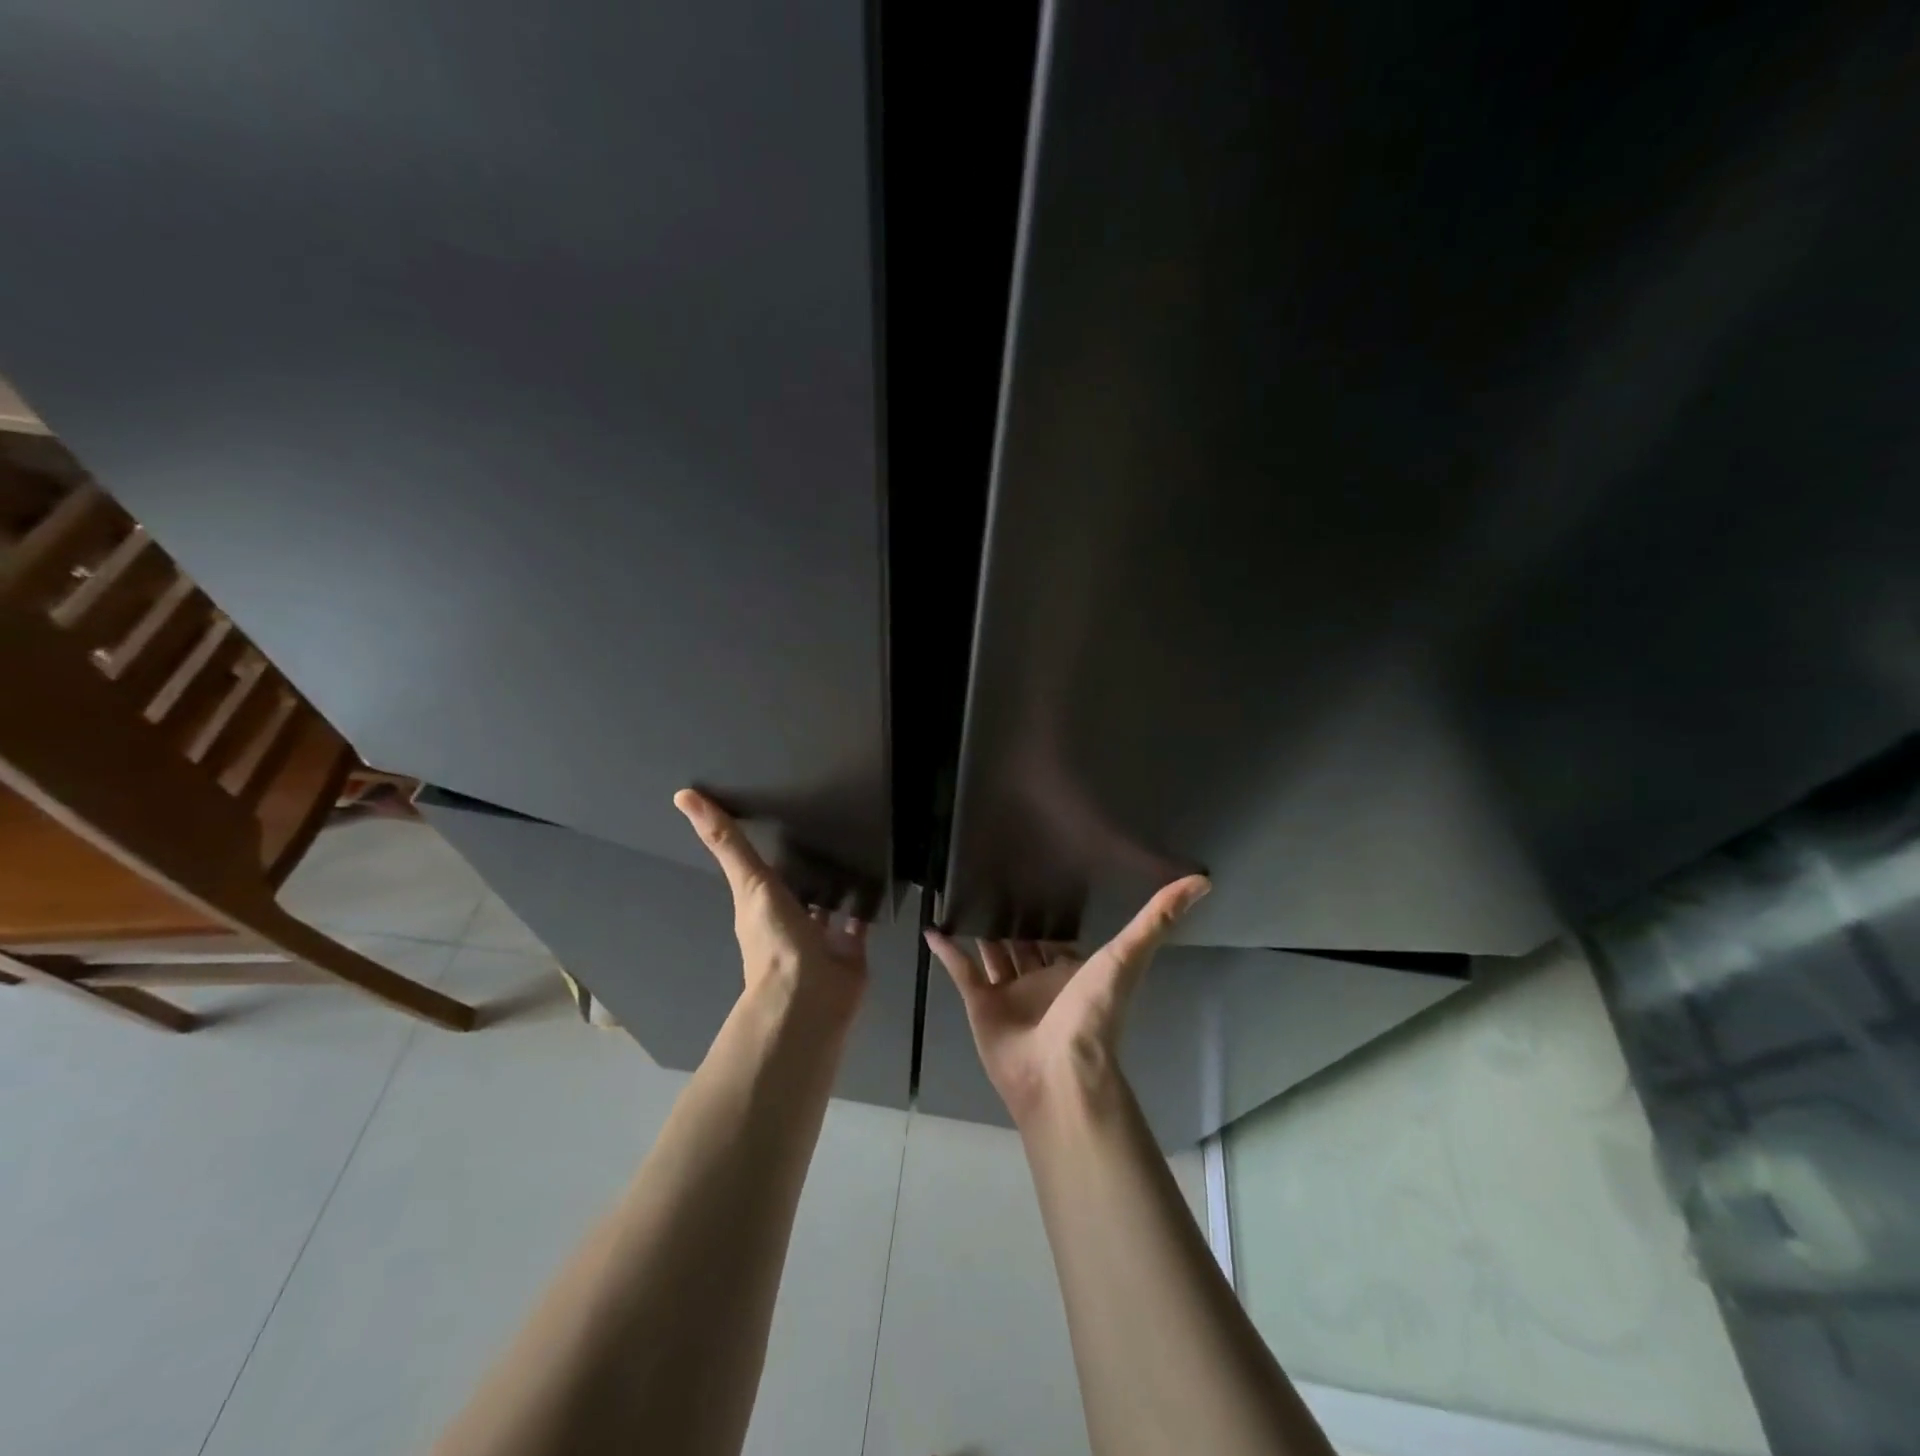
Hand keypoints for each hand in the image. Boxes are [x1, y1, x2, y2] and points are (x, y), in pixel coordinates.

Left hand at [674, 789, 868, 1016]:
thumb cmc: (775, 940)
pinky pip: (858, 920)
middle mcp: (788, 920)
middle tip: (826, 823)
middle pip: (796, 886)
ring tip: (855, 844)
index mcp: (760, 906)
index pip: (761, 869)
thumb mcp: (749, 882)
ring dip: (836, 882)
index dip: (765, 845)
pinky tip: (878, 877)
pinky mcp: (851, 947)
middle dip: (806, 863)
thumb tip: (682, 796)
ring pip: (828, 903)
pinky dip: (866, 903)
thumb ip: (727, 842)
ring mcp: (821, 936)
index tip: (775, 811)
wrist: (812, 996)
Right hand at [925, 875, 1209, 1124]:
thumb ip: (1158, 919)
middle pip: (1023, 941)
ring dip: (978, 928)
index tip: (1036, 872)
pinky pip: (961, 970)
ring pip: (991, 952)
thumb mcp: (1127, 957)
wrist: (1061, 1074)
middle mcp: (1040, 979)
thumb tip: (1203, 880)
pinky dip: (947, 951)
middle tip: (991, 874)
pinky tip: (932, 926)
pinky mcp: (979, 1004)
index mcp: (1072, 969)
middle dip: (1011, 915)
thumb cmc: (1094, 1015)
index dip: (1049, 909)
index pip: (1058, 934)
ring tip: (962, 892)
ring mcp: (1008, 993)